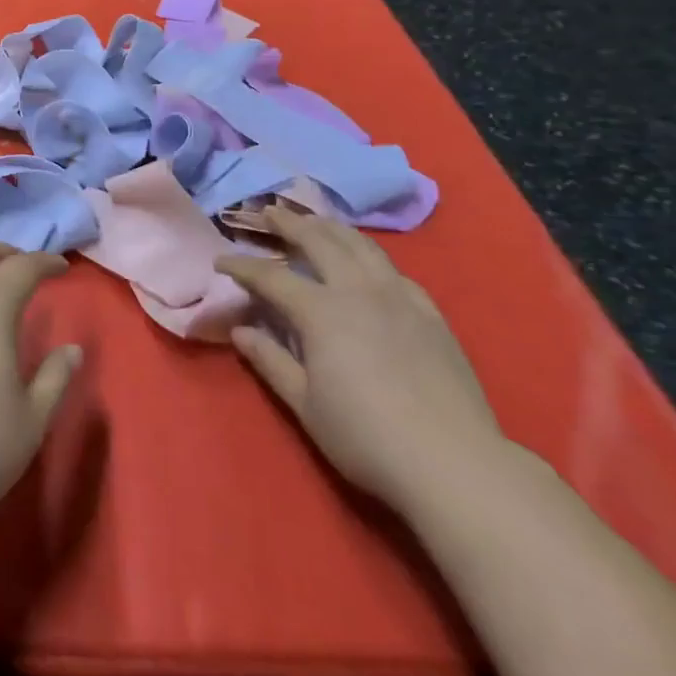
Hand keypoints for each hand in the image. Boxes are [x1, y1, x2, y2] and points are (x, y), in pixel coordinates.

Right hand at [216, 209, 501, 518]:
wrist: (455, 464)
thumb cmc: (367, 437)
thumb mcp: (305, 404)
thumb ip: (270, 361)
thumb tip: (240, 331)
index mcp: (322, 311)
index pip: (271, 276)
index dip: (242, 266)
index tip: (219, 260)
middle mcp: (358, 291)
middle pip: (319, 241)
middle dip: (289, 223)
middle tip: (268, 212)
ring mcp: (399, 298)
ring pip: (360, 246)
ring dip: (331, 228)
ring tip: (315, 220)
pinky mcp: (430, 314)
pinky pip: (393, 270)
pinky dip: (370, 255)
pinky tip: (366, 263)